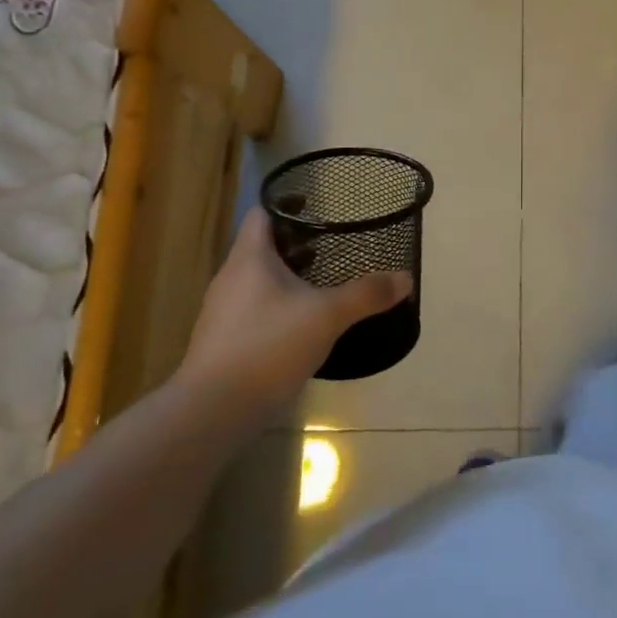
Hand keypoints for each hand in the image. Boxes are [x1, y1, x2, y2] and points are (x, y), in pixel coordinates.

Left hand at [176, 208, 410, 411]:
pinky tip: (302, 324)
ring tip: (323, 282)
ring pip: (257, 280)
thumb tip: (405, 278)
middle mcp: (230, 278)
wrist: (211, 412)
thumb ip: (366, 294)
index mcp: (249, 258)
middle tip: (332, 244)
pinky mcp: (222, 343)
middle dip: (296, 244)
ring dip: (287, 277)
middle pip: (262, 247)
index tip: (317, 206)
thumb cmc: (267, 346)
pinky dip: (277, 307)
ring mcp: (222, 312)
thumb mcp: (327, 316)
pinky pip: (253, 310)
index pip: (262, 214)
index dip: (287, 205)